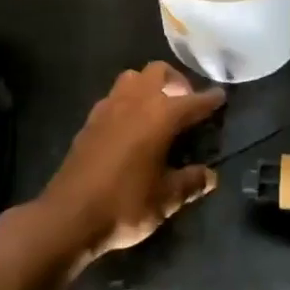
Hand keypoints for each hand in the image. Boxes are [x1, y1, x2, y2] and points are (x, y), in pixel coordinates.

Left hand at [40, 62, 225, 265]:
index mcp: (161, 116)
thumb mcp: (166, 200)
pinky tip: (130, 125)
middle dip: (177, 82)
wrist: (67, 217)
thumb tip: (210, 177)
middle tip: (185, 103)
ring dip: (148, 85)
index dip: (211, 99)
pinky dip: (128, 101)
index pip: (194, 101)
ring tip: (157, 109)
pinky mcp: (90, 121)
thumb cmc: (125, 204)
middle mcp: (136, 102)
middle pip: (160, 72)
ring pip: (133, 78)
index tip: (221, 97)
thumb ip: (191, 183)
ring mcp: (109, 108)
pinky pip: (114, 96)